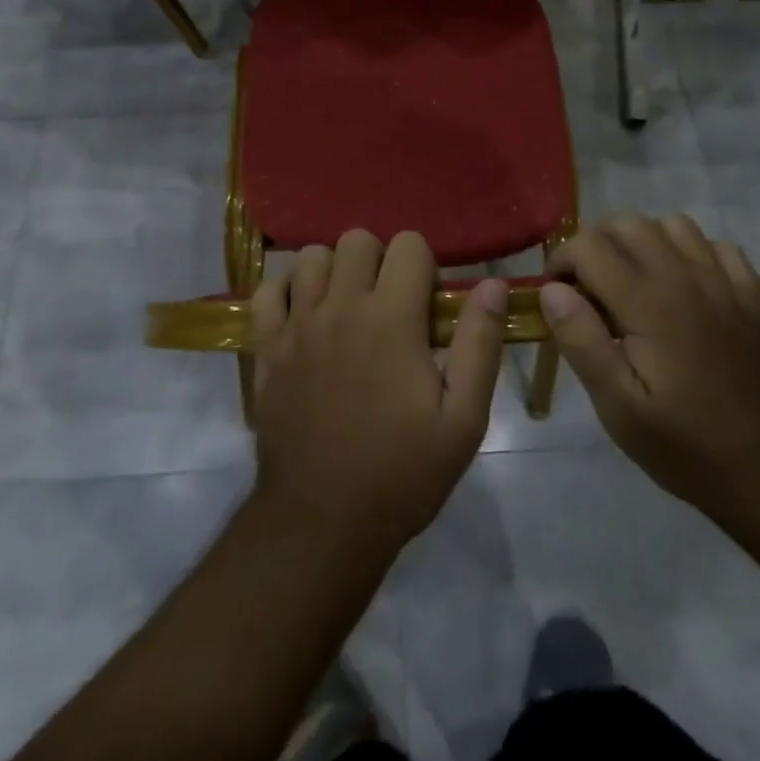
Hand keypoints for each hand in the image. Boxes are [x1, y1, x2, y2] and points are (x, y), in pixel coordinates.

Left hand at [249, 230, 505, 558]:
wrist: (322, 521)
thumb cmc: (402, 473)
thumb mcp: (463, 420)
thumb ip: (480, 344)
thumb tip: (493, 285)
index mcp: (392, 318)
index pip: (408, 244)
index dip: (424, 266)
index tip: (426, 305)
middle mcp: (340, 306)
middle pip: (357, 238)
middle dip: (379, 260)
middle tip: (388, 305)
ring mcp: (297, 323)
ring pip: (311, 256)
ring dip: (334, 271)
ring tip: (346, 308)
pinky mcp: (266, 346)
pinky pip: (268, 290)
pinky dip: (286, 292)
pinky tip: (303, 318)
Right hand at [541, 213, 759, 514]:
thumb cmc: (685, 444)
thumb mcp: (618, 407)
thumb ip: (581, 341)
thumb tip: (550, 290)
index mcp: (647, 302)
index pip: (589, 244)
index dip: (561, 261)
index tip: (558, 296)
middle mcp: (684, 277)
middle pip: (627, 222)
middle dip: (596, 245)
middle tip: (589, 290)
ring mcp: (723, 281)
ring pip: (671, 224)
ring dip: (642, 242)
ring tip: (633, 283)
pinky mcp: (750, 294)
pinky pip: (715, 244)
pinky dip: (689, 252)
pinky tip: (682, 287)